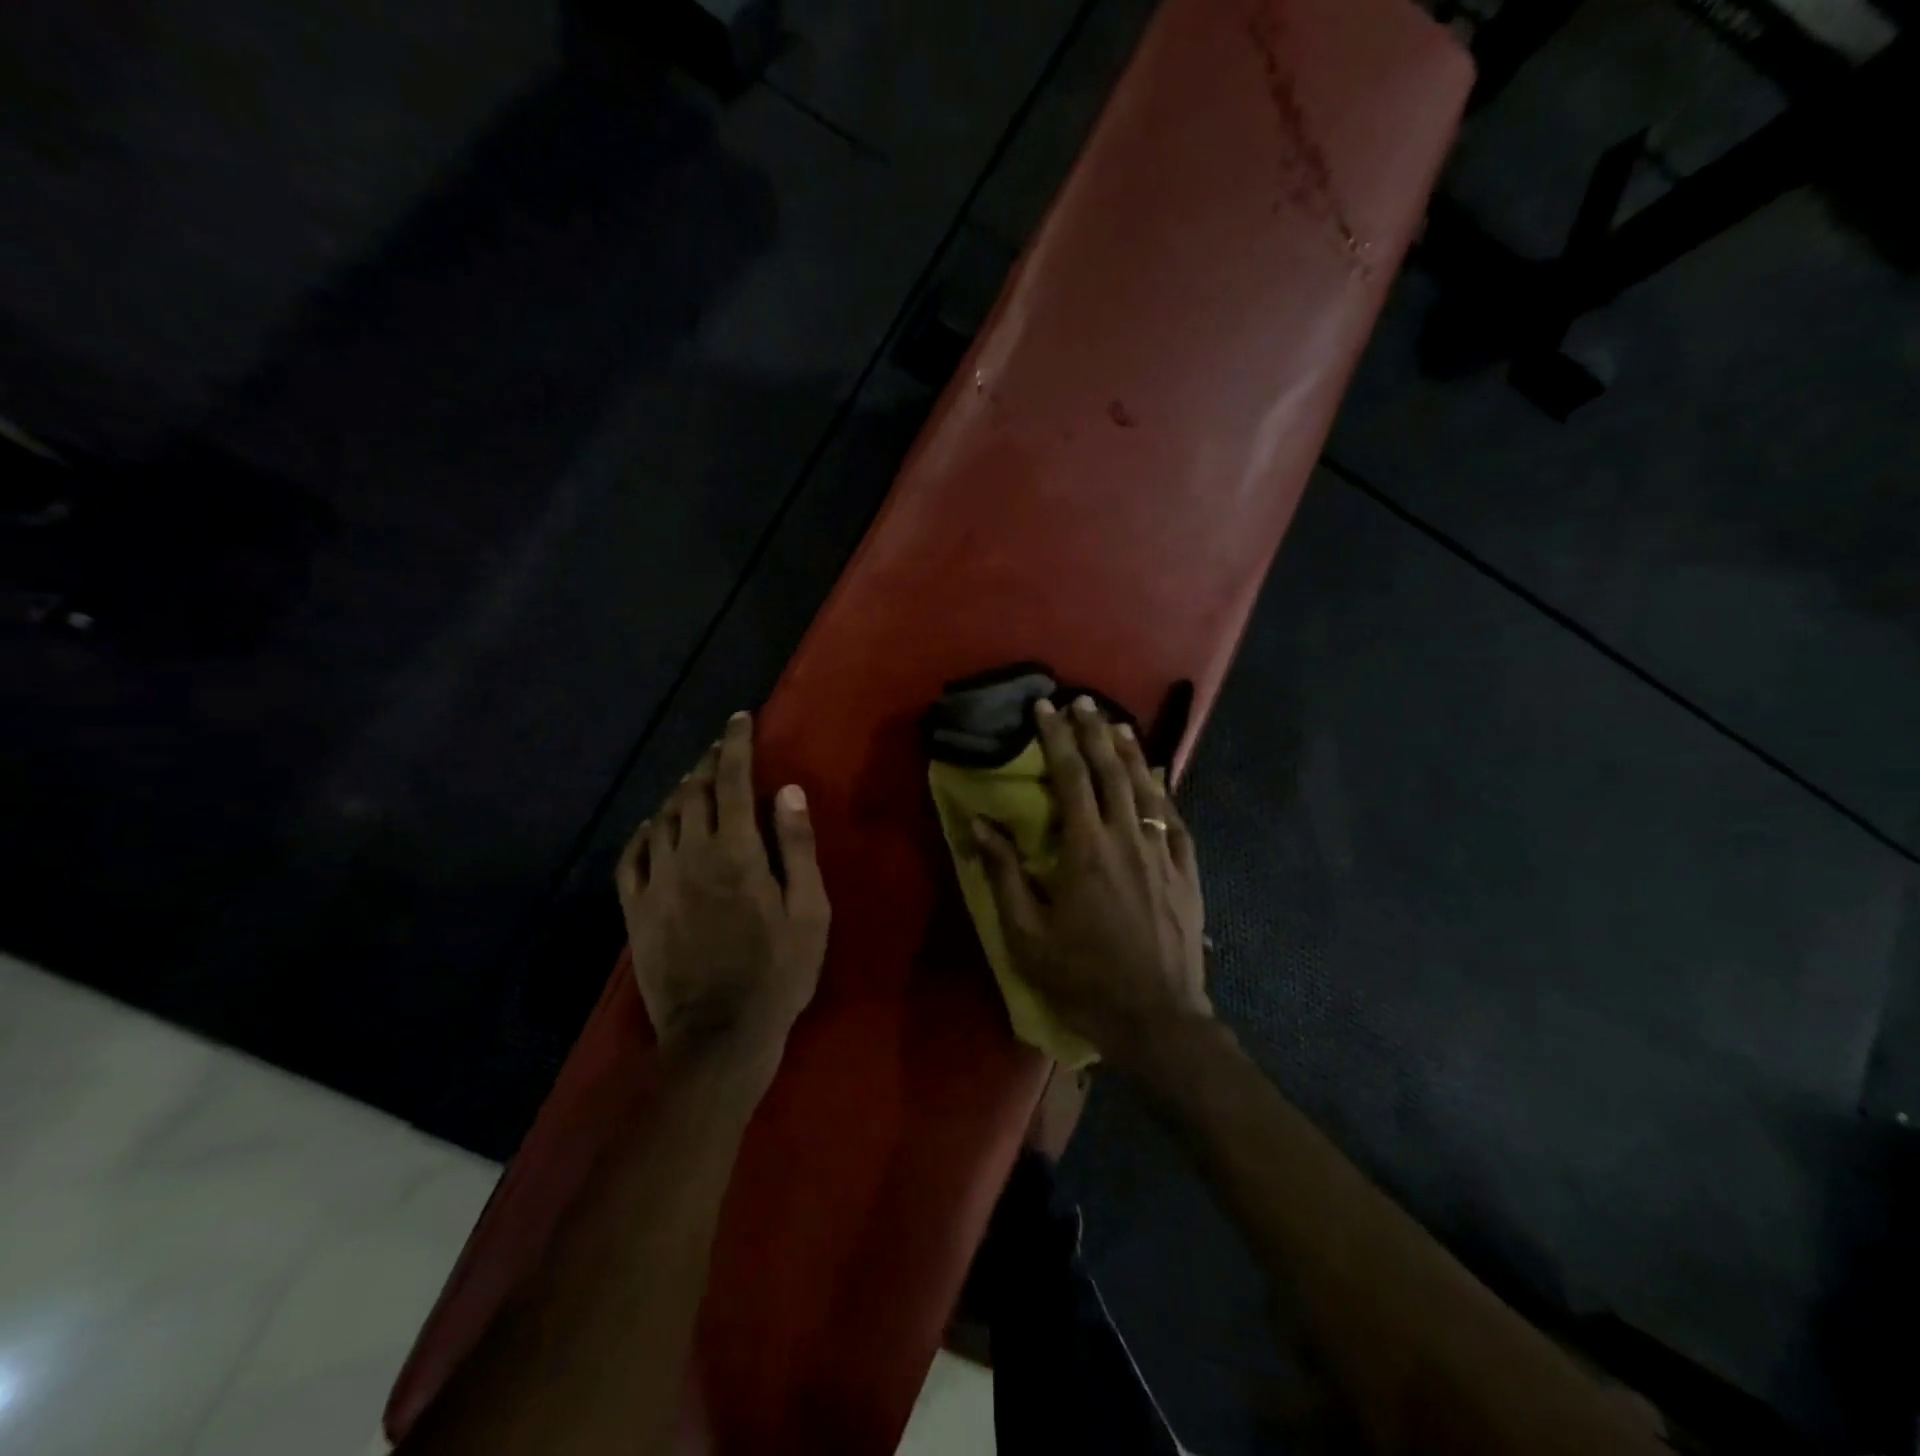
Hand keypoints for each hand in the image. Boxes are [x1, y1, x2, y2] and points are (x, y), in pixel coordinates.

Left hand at [615, 712, 829, 1080]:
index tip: (739, 719)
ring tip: (695, 783)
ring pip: (662, 818)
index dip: (736, 745)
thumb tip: (788, 791)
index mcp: (735, 852)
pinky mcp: (636, 911)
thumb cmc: (778, 974)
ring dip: (680, 792)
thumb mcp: (809, 912)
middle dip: (709, 763)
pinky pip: (631, 857)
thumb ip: (796, 848)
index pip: (731, 781)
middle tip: (723, 749)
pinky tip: (653, 827)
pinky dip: (643, 832)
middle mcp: (689, 856)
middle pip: (694, 792)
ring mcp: (657, 884)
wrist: (719, 1036)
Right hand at [972, 695, 1210, 1073]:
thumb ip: (1004, 874)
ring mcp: (1163, 853)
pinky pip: (1175, 818)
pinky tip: (1159, 778)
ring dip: (1131, 751)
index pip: (1070, 777)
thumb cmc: (1083, 977)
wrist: (1156, 1018)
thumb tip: (980, 825)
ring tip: (1118, 724)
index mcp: (1086, 849)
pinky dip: (1164, 791)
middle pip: (1111, 770)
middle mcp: (1127, 837)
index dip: (1056, 738)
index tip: (1045, 708)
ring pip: (1148, 787)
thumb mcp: (1026, 934)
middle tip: (1081, 701)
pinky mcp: (1187, 872)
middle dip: (1094, 731)